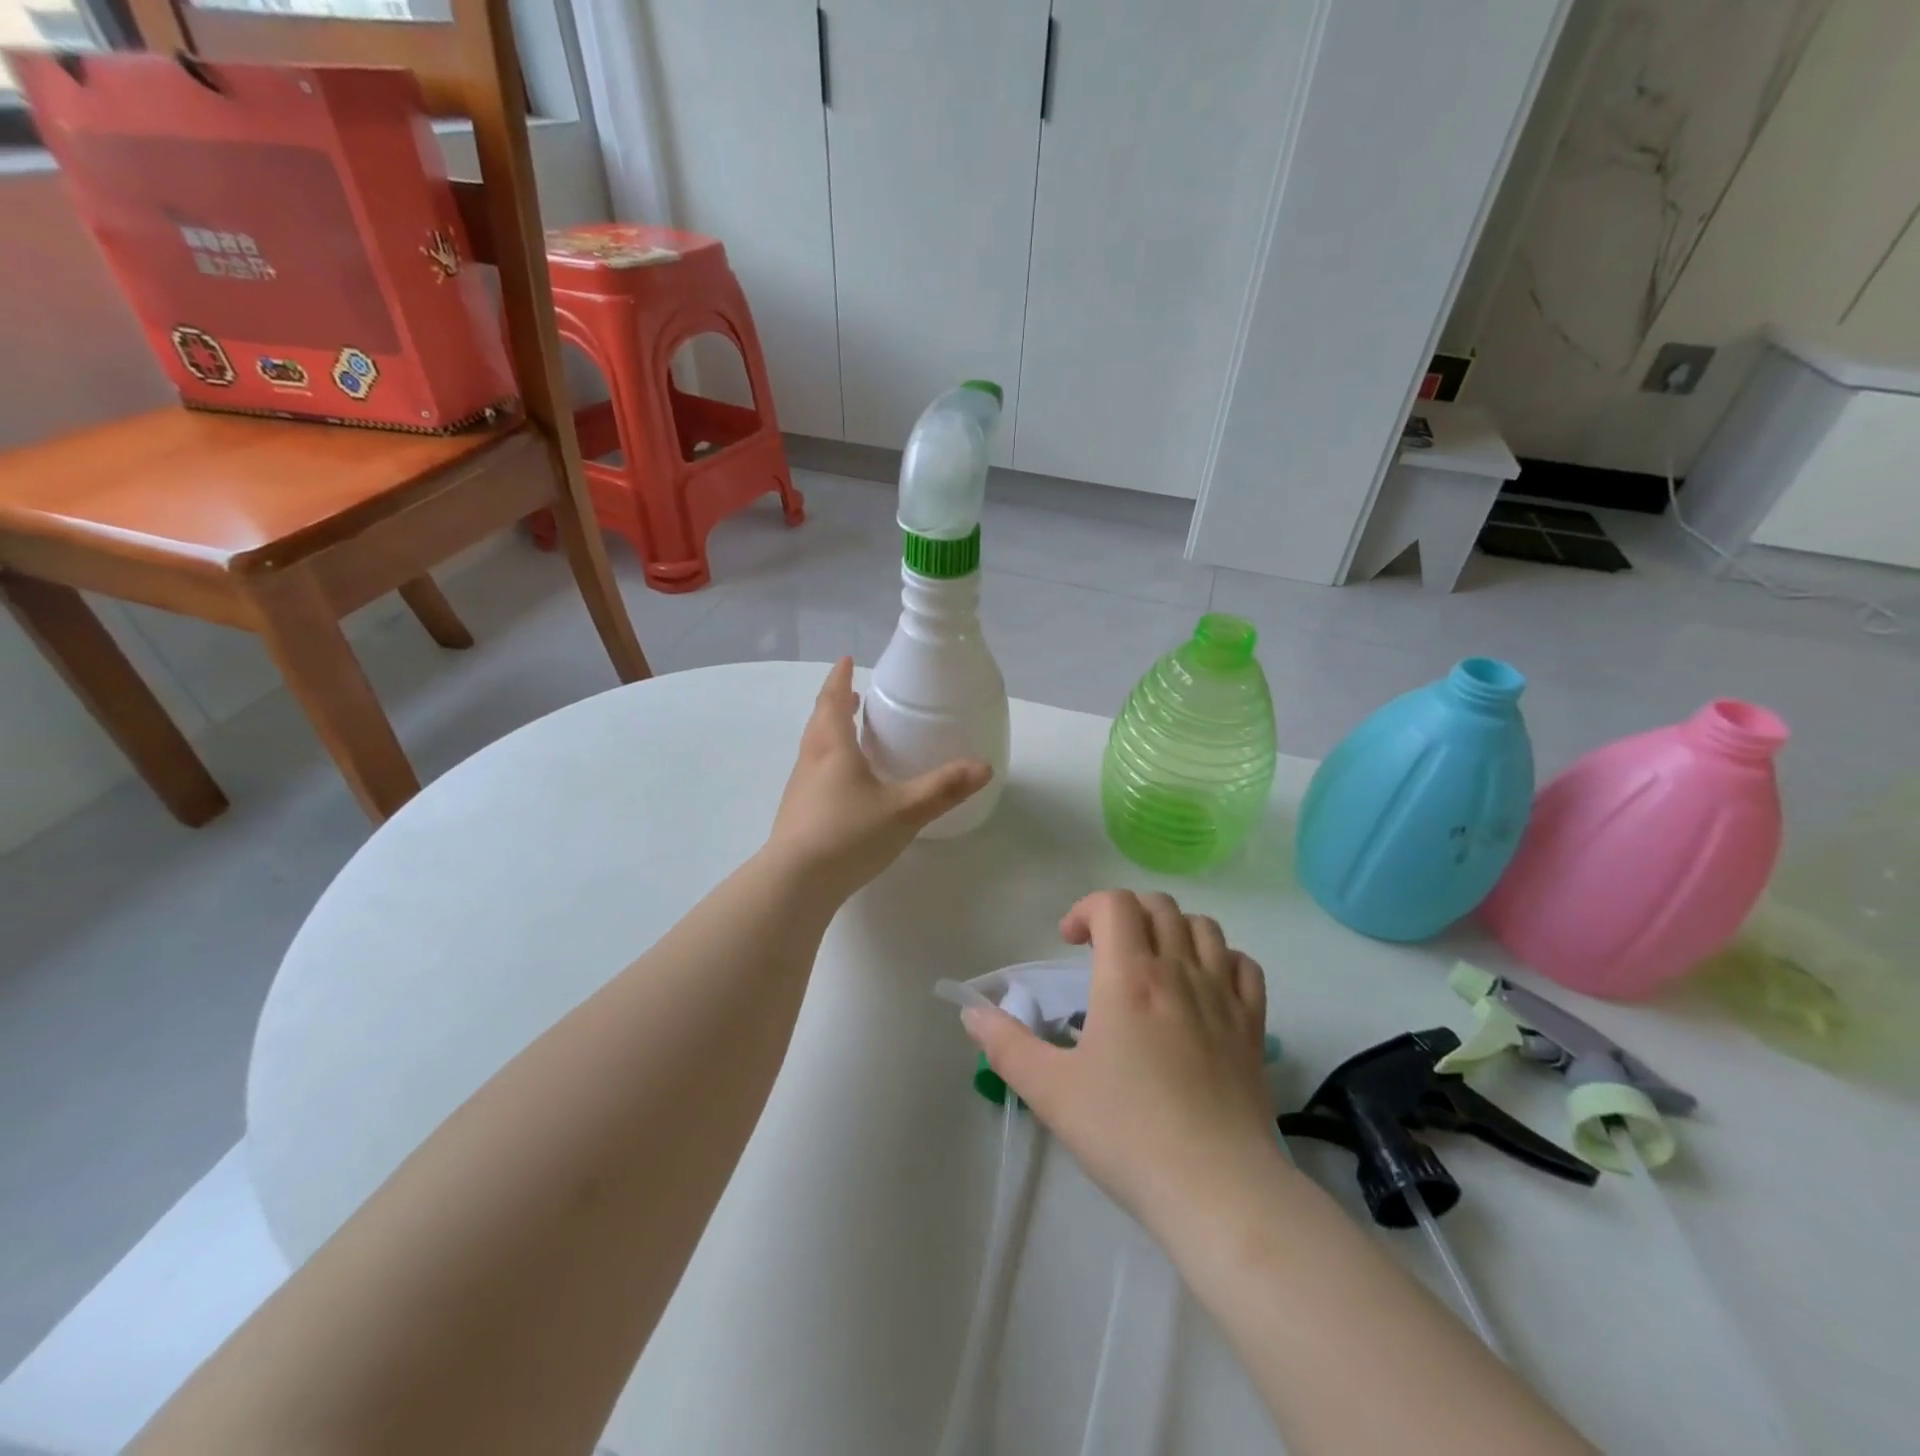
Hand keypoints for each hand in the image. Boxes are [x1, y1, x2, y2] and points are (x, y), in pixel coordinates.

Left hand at [766, 658, 991, 901]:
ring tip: (848, 735)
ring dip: (829, 733)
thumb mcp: (904, 810)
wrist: (795, 883)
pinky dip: (828, 764)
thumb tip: (984, 767)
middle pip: (819, 722)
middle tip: (851, 695)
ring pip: (813, 749)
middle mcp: (811, 762)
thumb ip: (944, 788)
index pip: (833, 701)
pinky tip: (844, 786)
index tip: (845, 660)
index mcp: (833, 749)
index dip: (840, 679)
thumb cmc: (849, 834)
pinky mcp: (796, 816)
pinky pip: (813, 775)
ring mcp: (799, 790)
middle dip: (834, 704)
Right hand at [962, 890, 1276, 1237]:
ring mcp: (1223, 996)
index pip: (1114, 904)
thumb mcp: (1050, 1090)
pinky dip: (1221, 960)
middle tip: (1103, 951)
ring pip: (1203, 927)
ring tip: (1152, 961)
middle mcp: (1179, 971)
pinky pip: (1244, 966)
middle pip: (1158, 906)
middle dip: (1125, 914)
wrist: (1216, 1188)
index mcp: (1130, 976)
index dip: (1086, 909)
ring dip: (1171, 929)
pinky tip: (1203, 985)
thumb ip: (1005, 1045)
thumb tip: (972, 1012)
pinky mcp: (1253, 1026)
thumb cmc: (1126, 1133)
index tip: (1069, 943)